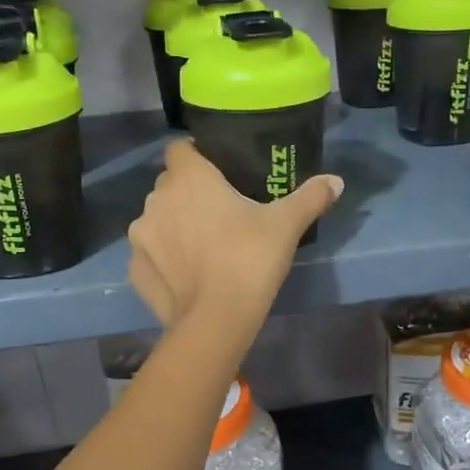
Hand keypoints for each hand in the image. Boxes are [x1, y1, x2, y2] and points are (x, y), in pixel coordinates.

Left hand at [128, 141, 342, 332]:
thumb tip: (336, 181)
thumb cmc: (249, 259)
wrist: (215, 320)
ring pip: (156, 218)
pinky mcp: (134, 268)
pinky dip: (163, 259)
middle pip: (169, 184)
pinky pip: (149, 254)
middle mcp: (156, 199)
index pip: (180, 148)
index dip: (195, 155)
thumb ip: (310, 197)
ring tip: (201, 246)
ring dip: (173, 225)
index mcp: (188, 178)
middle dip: (188, 193)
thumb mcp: (286, 225)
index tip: (216, 171)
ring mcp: (141, 235)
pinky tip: (185, 274)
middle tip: (218, 212)